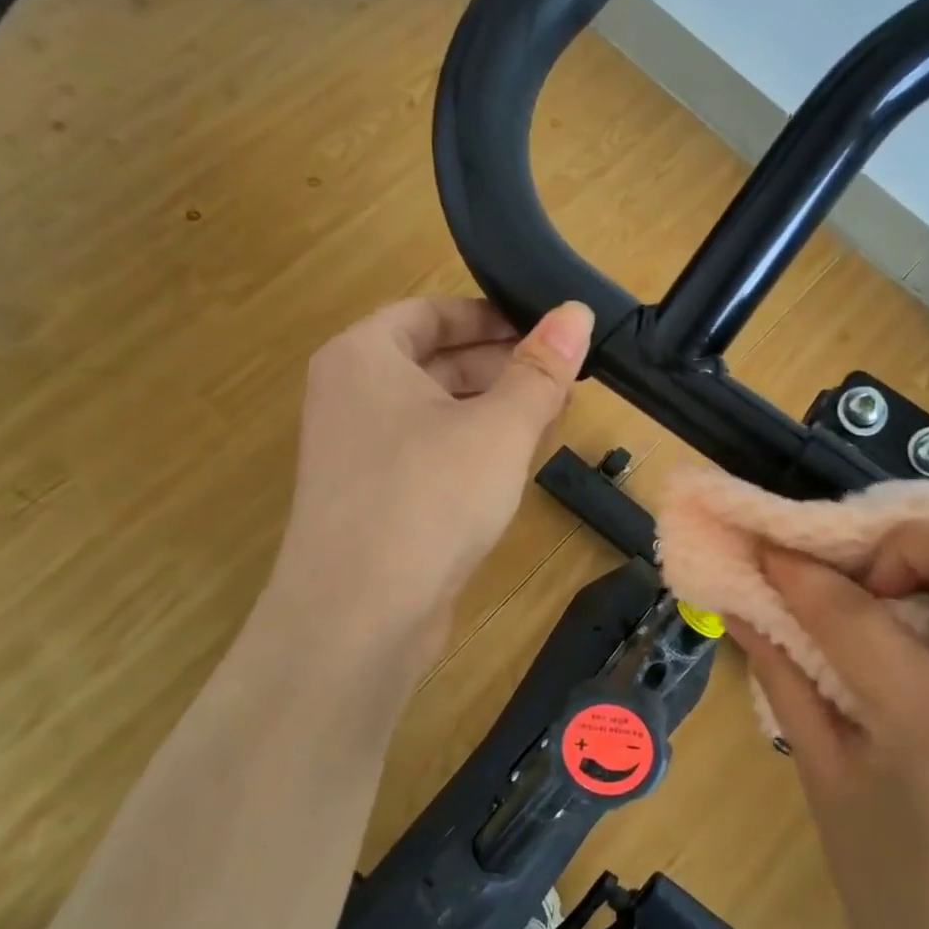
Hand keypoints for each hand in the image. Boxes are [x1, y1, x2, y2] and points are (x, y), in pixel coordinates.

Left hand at [265, 296, 592, 677]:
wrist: (359, 617)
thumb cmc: (429, 498)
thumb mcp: (499, 427)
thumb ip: (541, 369)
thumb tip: (577, 312)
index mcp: (365, 356)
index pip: (432, 312)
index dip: (492, 315)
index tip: (547, 330)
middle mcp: (352, 395)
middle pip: (436, 360)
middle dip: (503, 365)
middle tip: (565, 376)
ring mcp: (360, 451)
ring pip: (437, 410)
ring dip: (494, 409)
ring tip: (554, 415)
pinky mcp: (375, 499)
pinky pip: (430, 452)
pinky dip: (473, 448)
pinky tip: (517, 463)